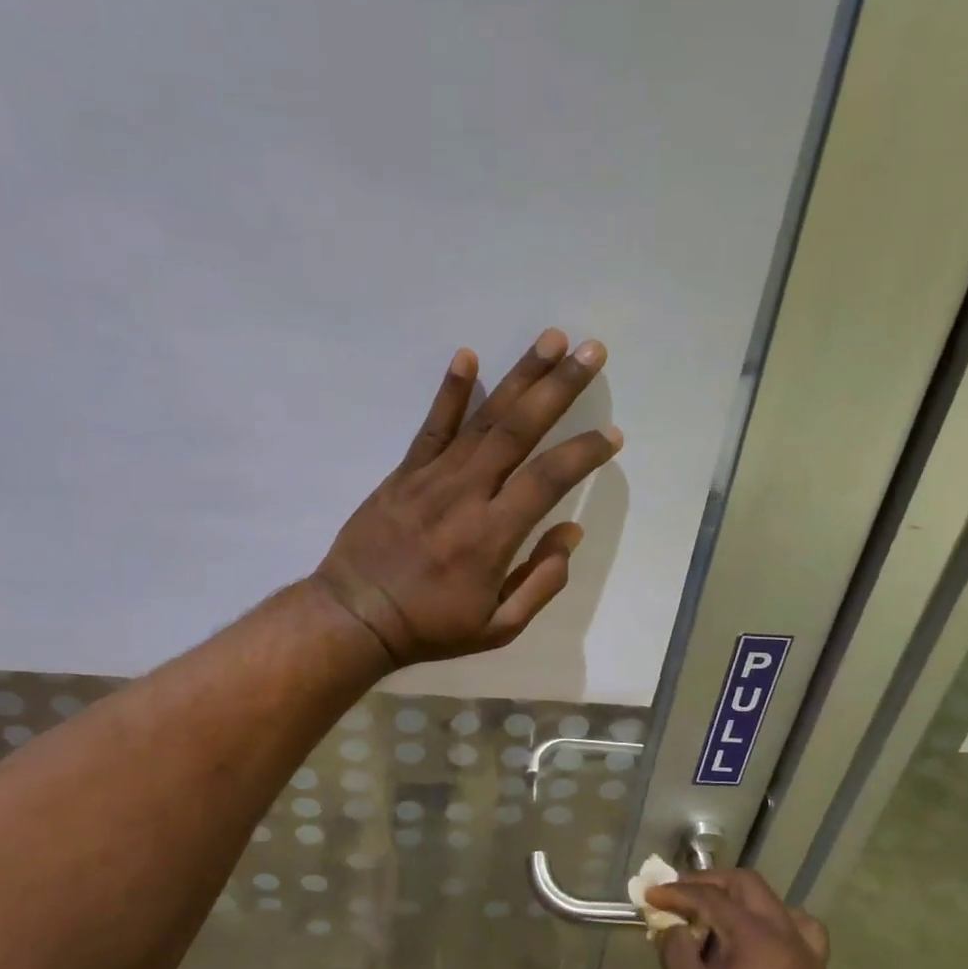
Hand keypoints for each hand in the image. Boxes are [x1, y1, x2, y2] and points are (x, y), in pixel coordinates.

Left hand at [313, 328, 621, 666]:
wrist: (354, 617)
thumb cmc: (431, 627)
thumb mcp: (498, 628)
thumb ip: (542, 583)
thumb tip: (570, 533)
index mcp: (493, 535)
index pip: (549, 479)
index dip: (585, 453)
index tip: (613, 435)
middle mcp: (466, 495)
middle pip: (519, 431)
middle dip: (559, 388)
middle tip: (591, 351)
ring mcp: (432, 478)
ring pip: (483, 419)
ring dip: (520, 377)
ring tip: (550, 340)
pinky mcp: (404, 473)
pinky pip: (431, 427)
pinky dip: (450, 392)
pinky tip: (468, 357)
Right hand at [649, 870, 835, 968]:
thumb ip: (677, 951)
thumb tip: (676, 927)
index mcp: (757, 937)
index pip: (712, 898)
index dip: (678, 893)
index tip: (651, 895)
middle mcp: (788, 936)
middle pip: (748, 886)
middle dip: (711, 883)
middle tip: (680, 894)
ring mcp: (807, 956)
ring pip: (776, 903)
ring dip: (743, 899)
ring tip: (717, 915)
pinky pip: (798, 930)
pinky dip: (773, 922)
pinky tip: (755, 942)